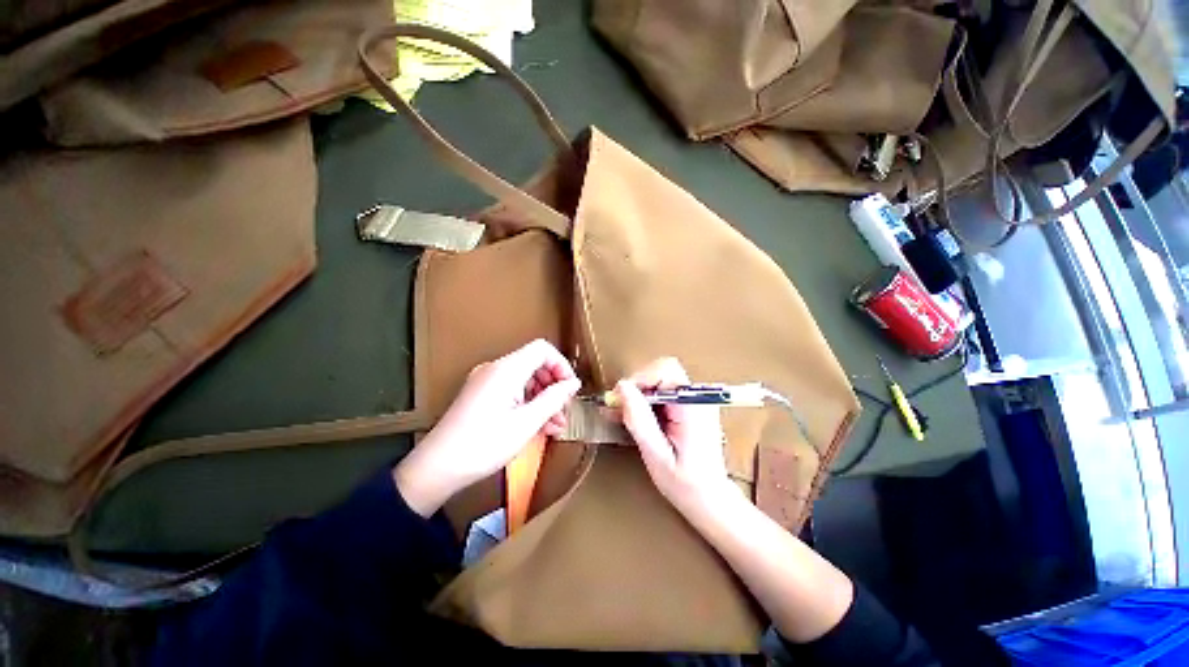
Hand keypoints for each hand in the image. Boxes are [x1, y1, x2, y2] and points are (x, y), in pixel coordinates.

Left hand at [394, 339, 580, 516]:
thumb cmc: (484, 445)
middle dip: (553, 386)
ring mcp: (486, 381)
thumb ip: (554, 399)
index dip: (561, 365)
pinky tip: (538, 425)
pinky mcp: (481, 394)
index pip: (542, 349)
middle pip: (534, 364)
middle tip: (564, 411)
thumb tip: (573, 383)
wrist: (437, 468)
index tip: (571, 389)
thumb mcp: (526, 423)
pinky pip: (512, 391)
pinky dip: (527, 403)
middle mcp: (495, 369)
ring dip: (542, 399)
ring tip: (554, 425)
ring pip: (525, 380)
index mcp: (506, 369)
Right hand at [615, 358, 737, 513]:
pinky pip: (663, 393)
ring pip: (659, 381)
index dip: (639, 379)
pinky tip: (632, 418)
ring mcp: (694, 401)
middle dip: (637, 386)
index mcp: (693, 406)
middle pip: (661, 372)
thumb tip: (621, 386)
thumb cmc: (684, 483)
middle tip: (618, 409)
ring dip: (638, 395)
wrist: (710, 500)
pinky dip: (645, 402)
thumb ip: (639, 419)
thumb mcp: (656, 454)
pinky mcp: (689, 407)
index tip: (620, 399)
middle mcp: (696, 397)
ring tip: (619, 415)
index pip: (665, 370)